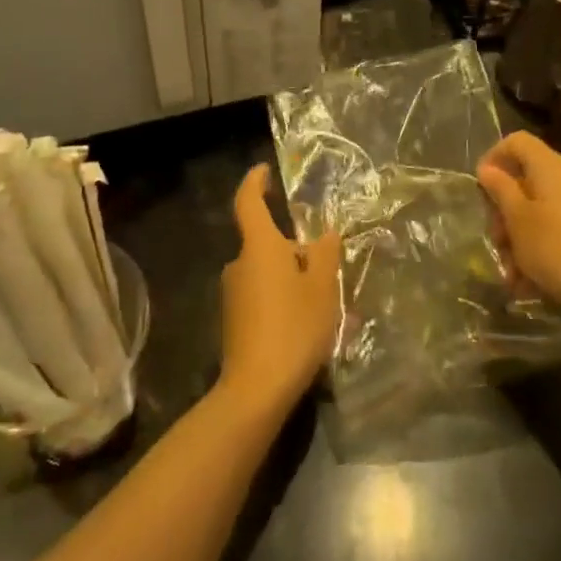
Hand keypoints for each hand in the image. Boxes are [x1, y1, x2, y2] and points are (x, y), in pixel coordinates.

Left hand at [218, 165, 342, 416]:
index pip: (248, 202)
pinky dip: (283, 301)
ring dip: (292, 280)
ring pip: (267, 273)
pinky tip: (308, 327)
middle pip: (267, 244)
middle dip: (294, 250)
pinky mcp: (234, 321)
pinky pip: (262, 297)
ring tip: (326, 304)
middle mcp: (239, 264)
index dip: (255, 182)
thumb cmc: (294, 327)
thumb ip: (325, 254)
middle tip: (327, 269)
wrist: (256, 389)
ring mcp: (233, 294)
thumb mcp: (322, 287)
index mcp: (259, 247)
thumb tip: (326, 234)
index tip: (264, 170)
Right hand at [477, 132, 560, 325]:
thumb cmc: (554, 250)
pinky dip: (534, 242)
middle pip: (524, 175)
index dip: (493, 156)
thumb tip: (487, 168)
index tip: (480, 186)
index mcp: (549, 167)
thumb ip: (500, 189)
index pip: (516, 141)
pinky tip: (526, 277)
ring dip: (516, 231)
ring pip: (534, 205)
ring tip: (509, 266)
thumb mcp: (518, 220)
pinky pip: (551, 224)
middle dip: (503, 206)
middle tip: (495, 236)